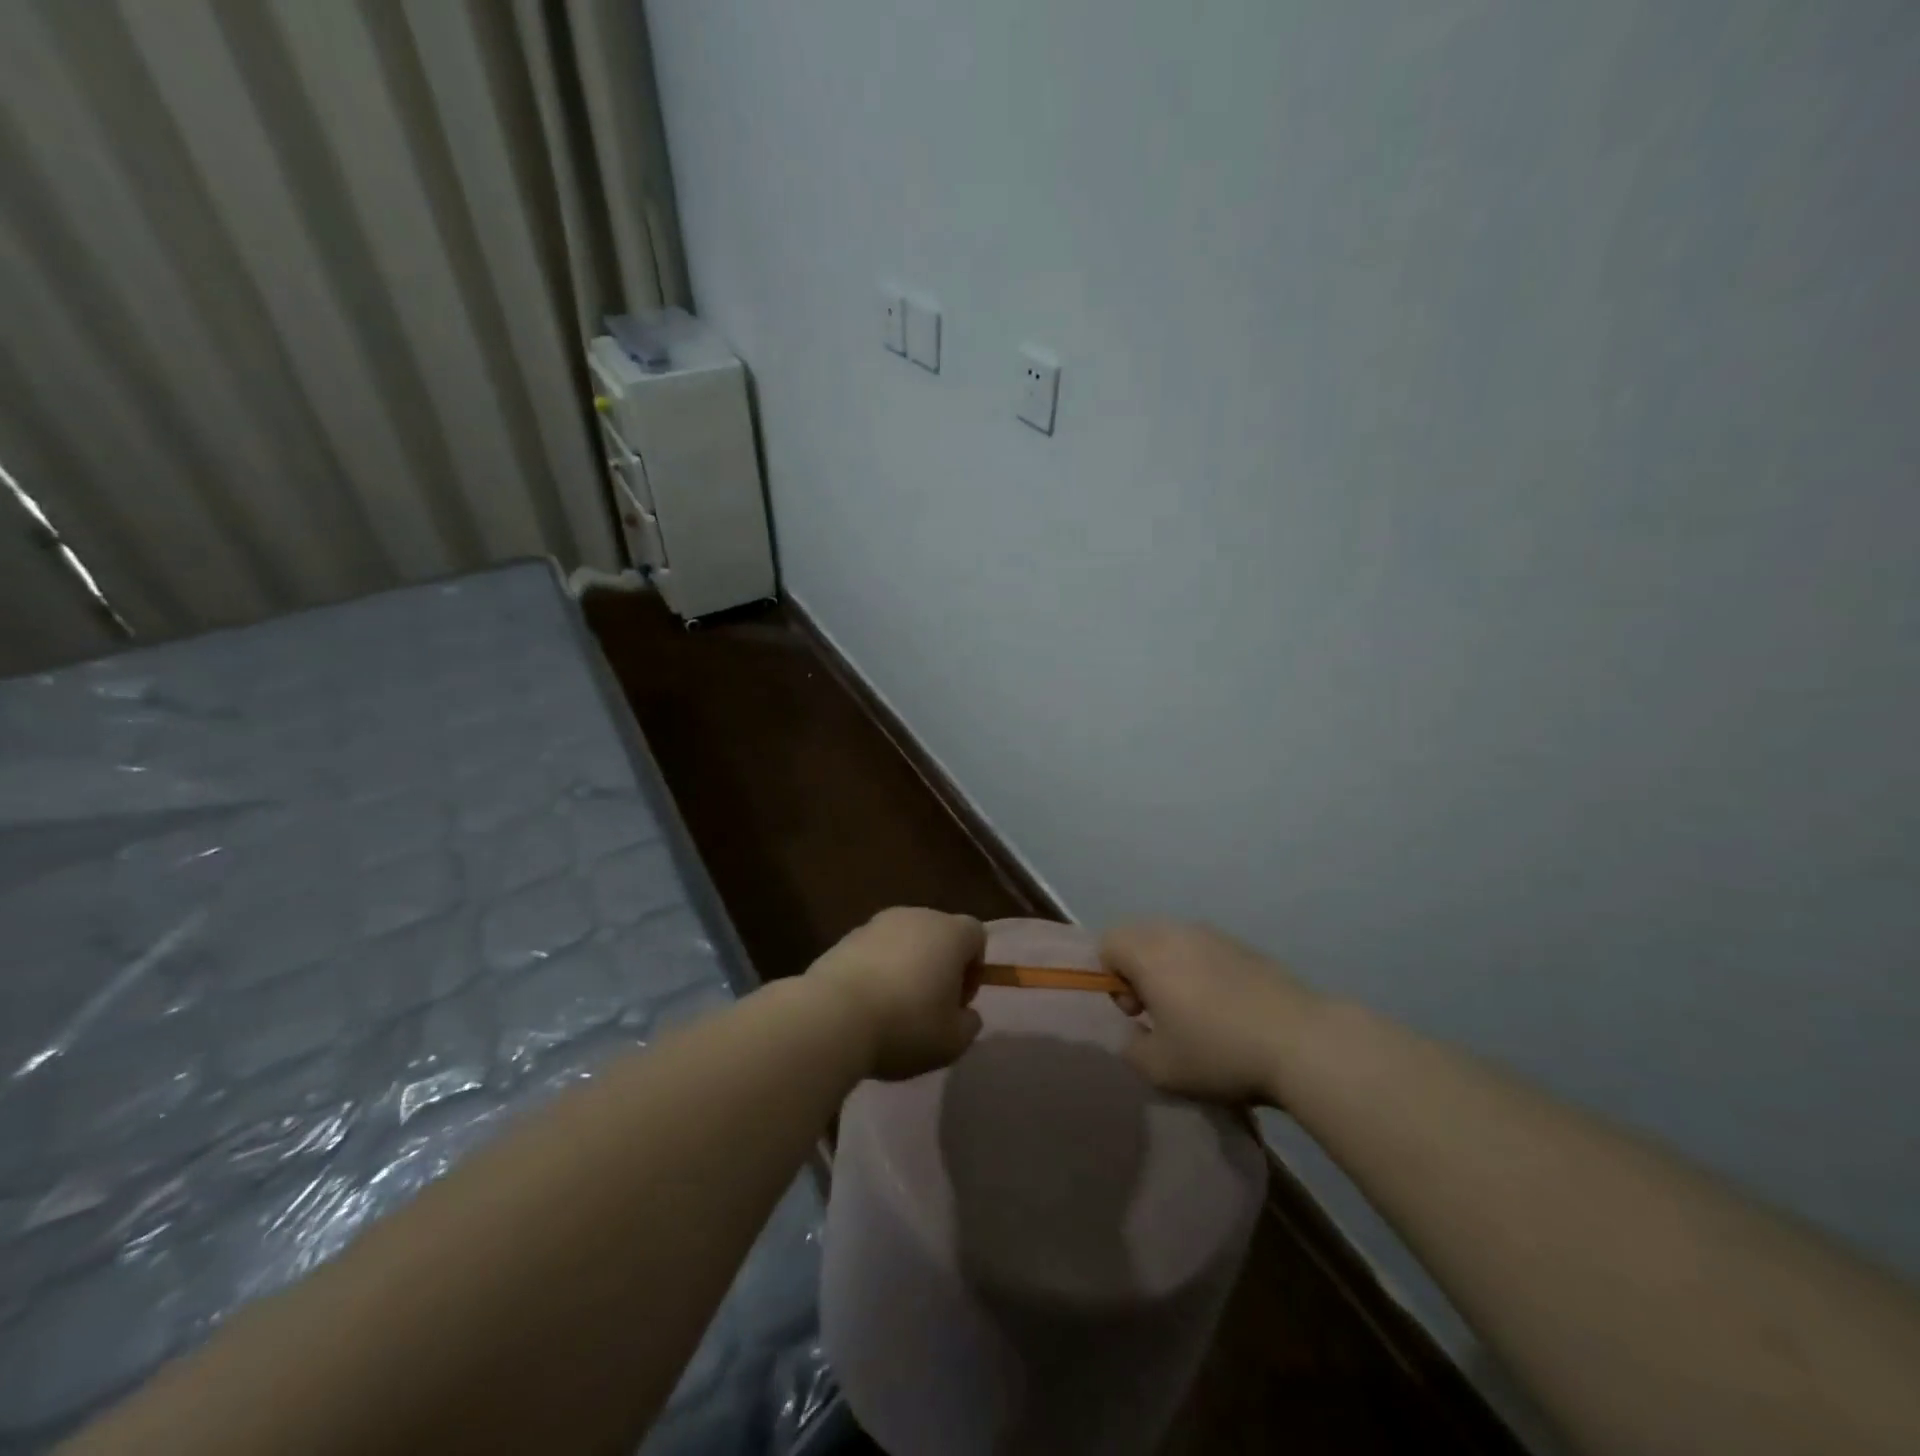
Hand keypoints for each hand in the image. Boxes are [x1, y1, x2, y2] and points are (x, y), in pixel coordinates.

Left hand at [808, 908, 984, 1079]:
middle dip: (939, 966)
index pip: (976, 935)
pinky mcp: (845, 937)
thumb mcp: (953, 1041)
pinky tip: (865, 1005)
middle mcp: (916, 916)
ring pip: (903, 941)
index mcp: (950, 932)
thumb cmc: (906, 1025)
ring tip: (893, 1008)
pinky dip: (876, 971)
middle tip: (930, 1007)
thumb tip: (965, 1014)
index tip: (959, 1002)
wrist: (834, 1016)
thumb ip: (969, 1024)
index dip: (974, 968)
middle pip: (938, 934)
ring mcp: (876, 924)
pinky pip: (873, 952)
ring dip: (905, 967)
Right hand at [1101, 921, 1322, 1104]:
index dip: (1110, 978)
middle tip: (1159, 1012)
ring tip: (1194, 1012)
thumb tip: (1136, 1033)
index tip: (1136, 1013)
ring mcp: (1215, 935)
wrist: (1302, 1043)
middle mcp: (1178, 932)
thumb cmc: (1220, 1052)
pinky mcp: (1246, 947)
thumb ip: (1132, 1048)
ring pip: (1174, 941)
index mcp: (1149, 953)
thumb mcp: (1160, 1069)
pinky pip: (1206, 949)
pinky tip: (1227, 1009)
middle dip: (1138, 970)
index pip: (1108, 943)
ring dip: (1171, 969)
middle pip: (1139, 937)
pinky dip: (1203, 970)